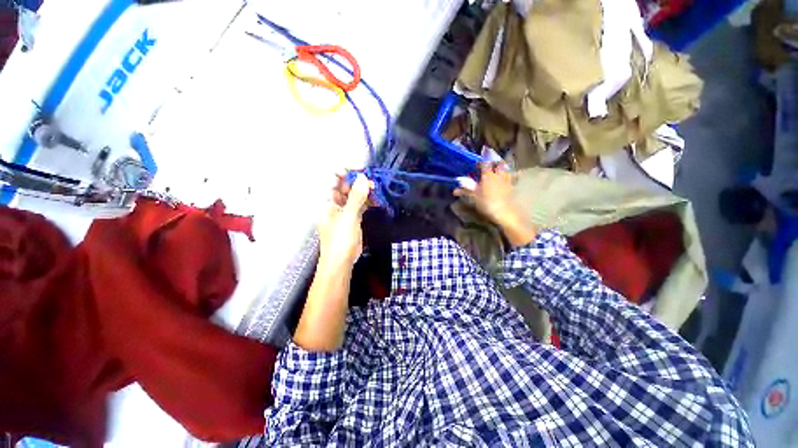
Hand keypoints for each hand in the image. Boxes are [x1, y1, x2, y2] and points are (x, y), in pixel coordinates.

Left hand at [317, 173, 372, 271]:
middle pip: (345, 185)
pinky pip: (360, 204)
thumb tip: (363, 177)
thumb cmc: (340, 240)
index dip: (346, 171)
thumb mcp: (348, 217)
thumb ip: (356, 197)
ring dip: (365, 191)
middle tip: (372, 181)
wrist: (341, 262)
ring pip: (354, 194)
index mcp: (326, 200)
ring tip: (376, 190)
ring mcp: (343, 210)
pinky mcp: (352, 217)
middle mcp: (333, 202)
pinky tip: (376, 200)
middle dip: (358, 181)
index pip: (333, 178)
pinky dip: (368, 201)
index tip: (361, 169)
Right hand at [455, 163, 536, 246]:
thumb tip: (454, 190)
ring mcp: (506, 179)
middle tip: (488, 163)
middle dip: (494, 161)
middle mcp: (498, 174)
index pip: (485, 163)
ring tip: (497, 168)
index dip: (481, 162)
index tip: (477, 164)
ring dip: (501, 166)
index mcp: (488, 175)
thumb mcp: (474, 197)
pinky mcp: (511, 186)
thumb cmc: (487, 203)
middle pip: (498, 163)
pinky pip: (509, 176)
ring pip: (505, 168)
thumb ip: (465, 191)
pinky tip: (503, 178)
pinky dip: (506, 174)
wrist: (504, 212)